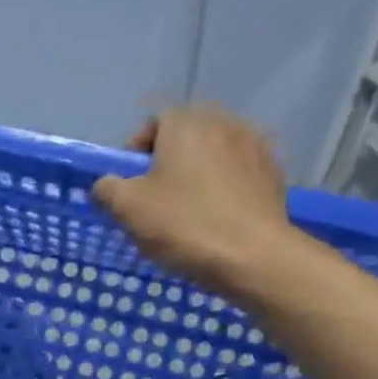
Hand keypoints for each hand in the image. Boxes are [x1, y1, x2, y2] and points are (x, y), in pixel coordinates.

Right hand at [92, 105, 294, 294]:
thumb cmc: (183, 225)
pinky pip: (238, 172)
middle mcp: (224, 122)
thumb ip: (106, 189)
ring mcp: (255, 145)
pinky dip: (224, 188)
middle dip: (167, 162)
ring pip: (213, 154)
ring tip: (188, 210)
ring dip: (197, 174)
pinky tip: (217, 218)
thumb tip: (104, 185)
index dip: (135, 153)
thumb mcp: (127, 208)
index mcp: (186, 124)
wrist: (252, 256)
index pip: (152, 123)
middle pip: (185, 136)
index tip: (130, 185)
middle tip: (156, 199)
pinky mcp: (273, 173)